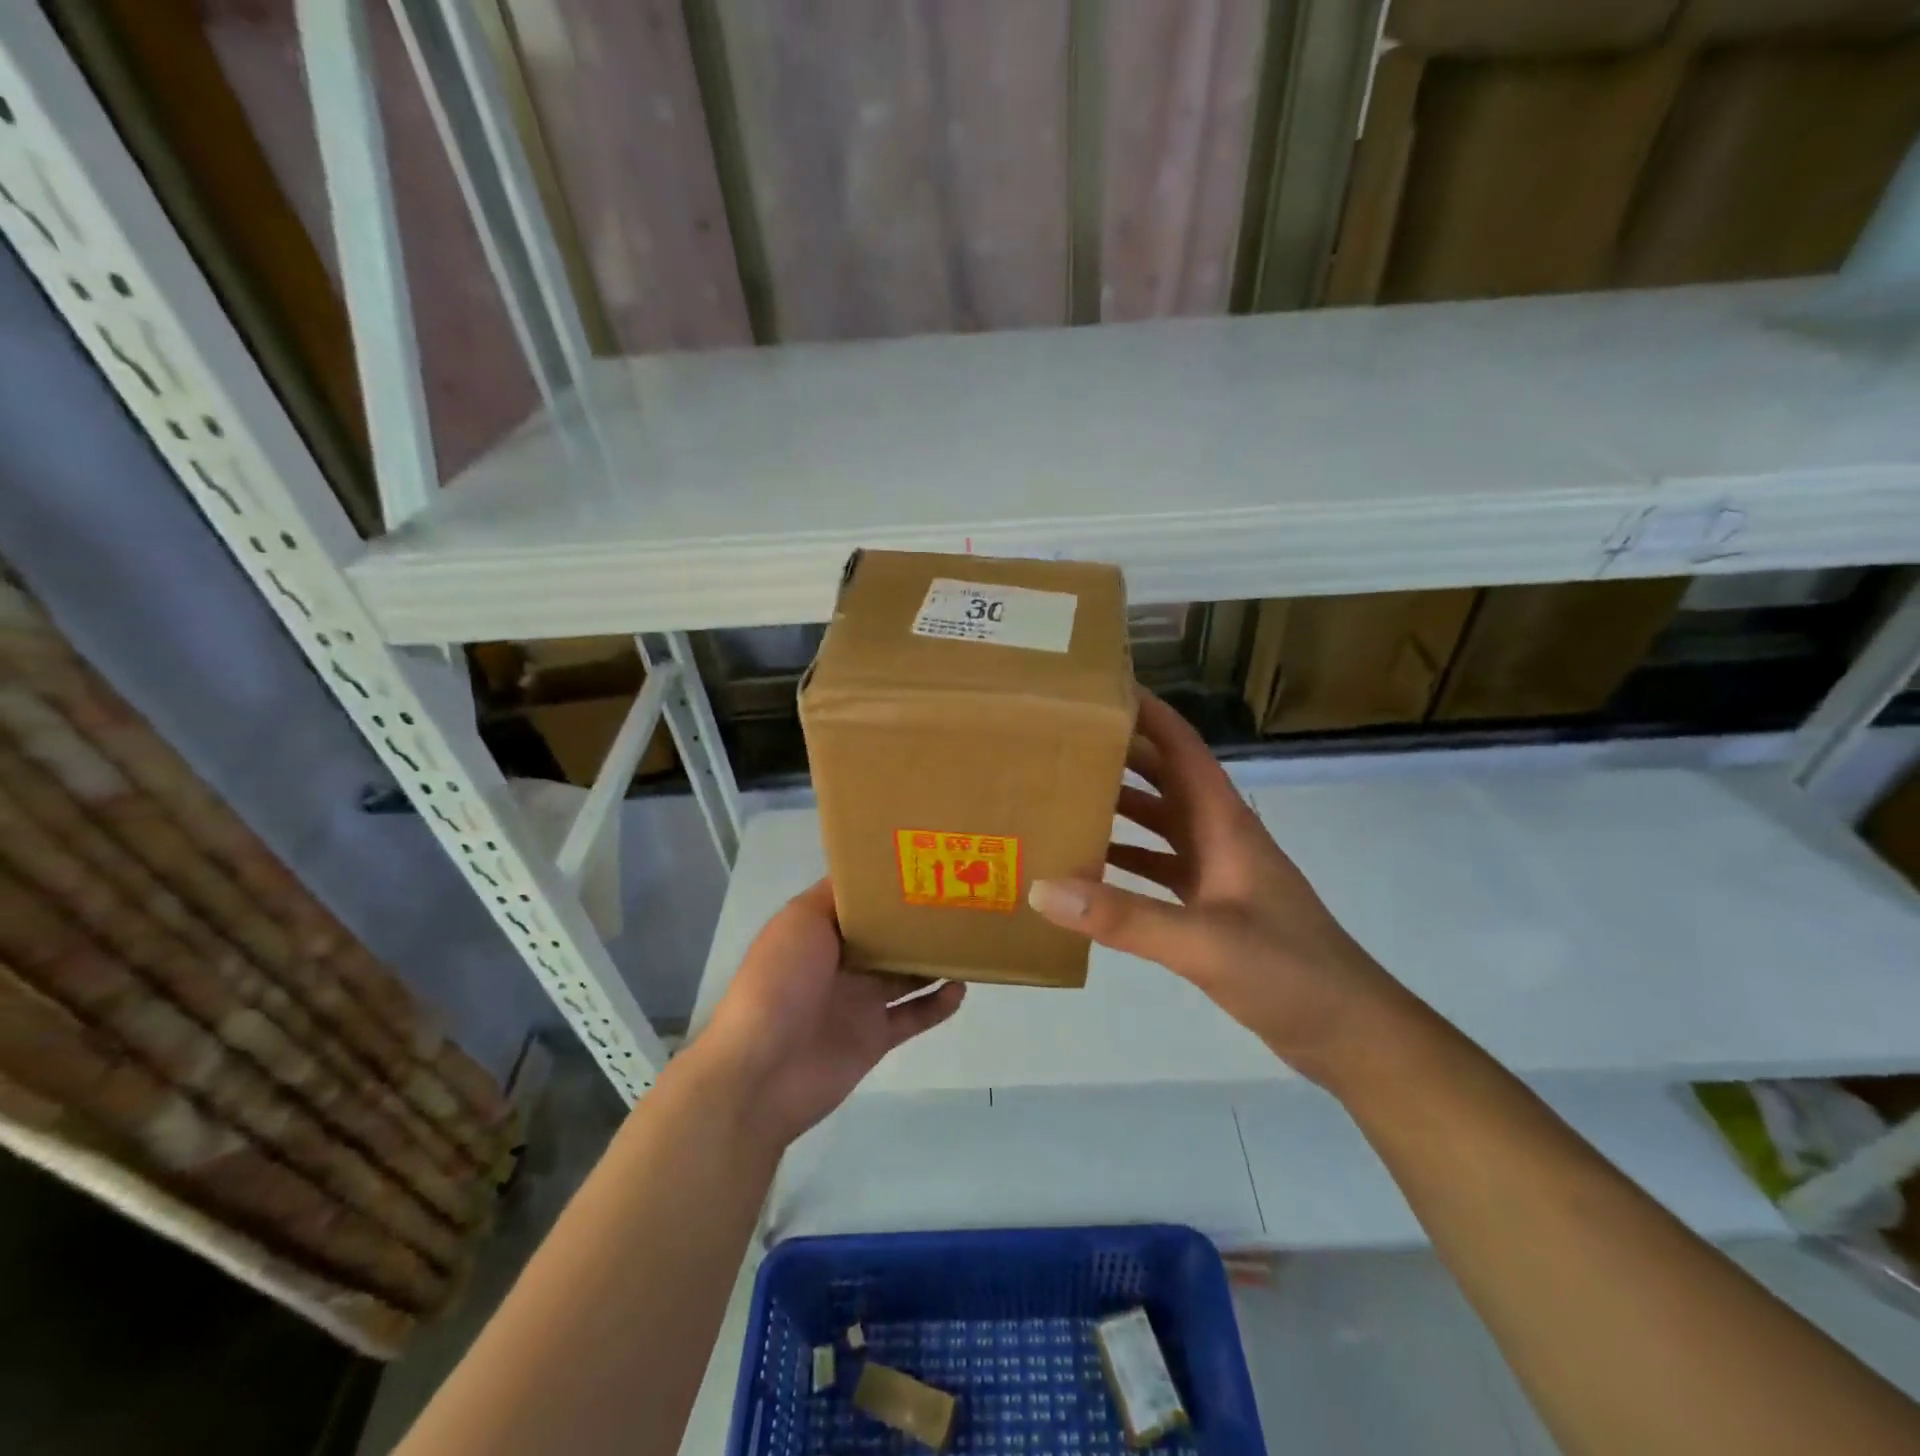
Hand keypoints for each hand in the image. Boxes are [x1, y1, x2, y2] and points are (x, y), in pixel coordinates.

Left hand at [690, 880, 965, 1146]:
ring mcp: (859, 1000)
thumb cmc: (780, 982)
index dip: (889, 884)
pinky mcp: (875, 1036)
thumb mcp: (800, 920)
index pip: (860, 901)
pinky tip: (960, 988)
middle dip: (918, 920)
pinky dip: (938, 1004)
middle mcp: (841, 961)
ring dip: (934, 960)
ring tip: (969, 940)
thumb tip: (869, 873)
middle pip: (888, 935)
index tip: (927, 865)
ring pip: (906, 973)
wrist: (761, 1070)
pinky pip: (914, 1016)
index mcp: (819, 929)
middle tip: (961, 900)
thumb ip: (836, 896)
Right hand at [1027, 691, 1415, 1087]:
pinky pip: (1158, 871)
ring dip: (1118, 808)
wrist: (1350, 1033)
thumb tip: (1042, 888)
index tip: (1099, 689)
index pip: (1182, 748)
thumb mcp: (1204, 943)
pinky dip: (1125, 863)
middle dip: (1119, 755)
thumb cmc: (1289, 972)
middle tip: (1060, 741)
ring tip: (1062, 798)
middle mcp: (1219, 837)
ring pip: (1159, 825)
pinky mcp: (1211, 909)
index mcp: (1224, 823)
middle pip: (1164, 779)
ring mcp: (1217, 873)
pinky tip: (1087, 872)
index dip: (1147, 713)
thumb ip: (1124, 918)